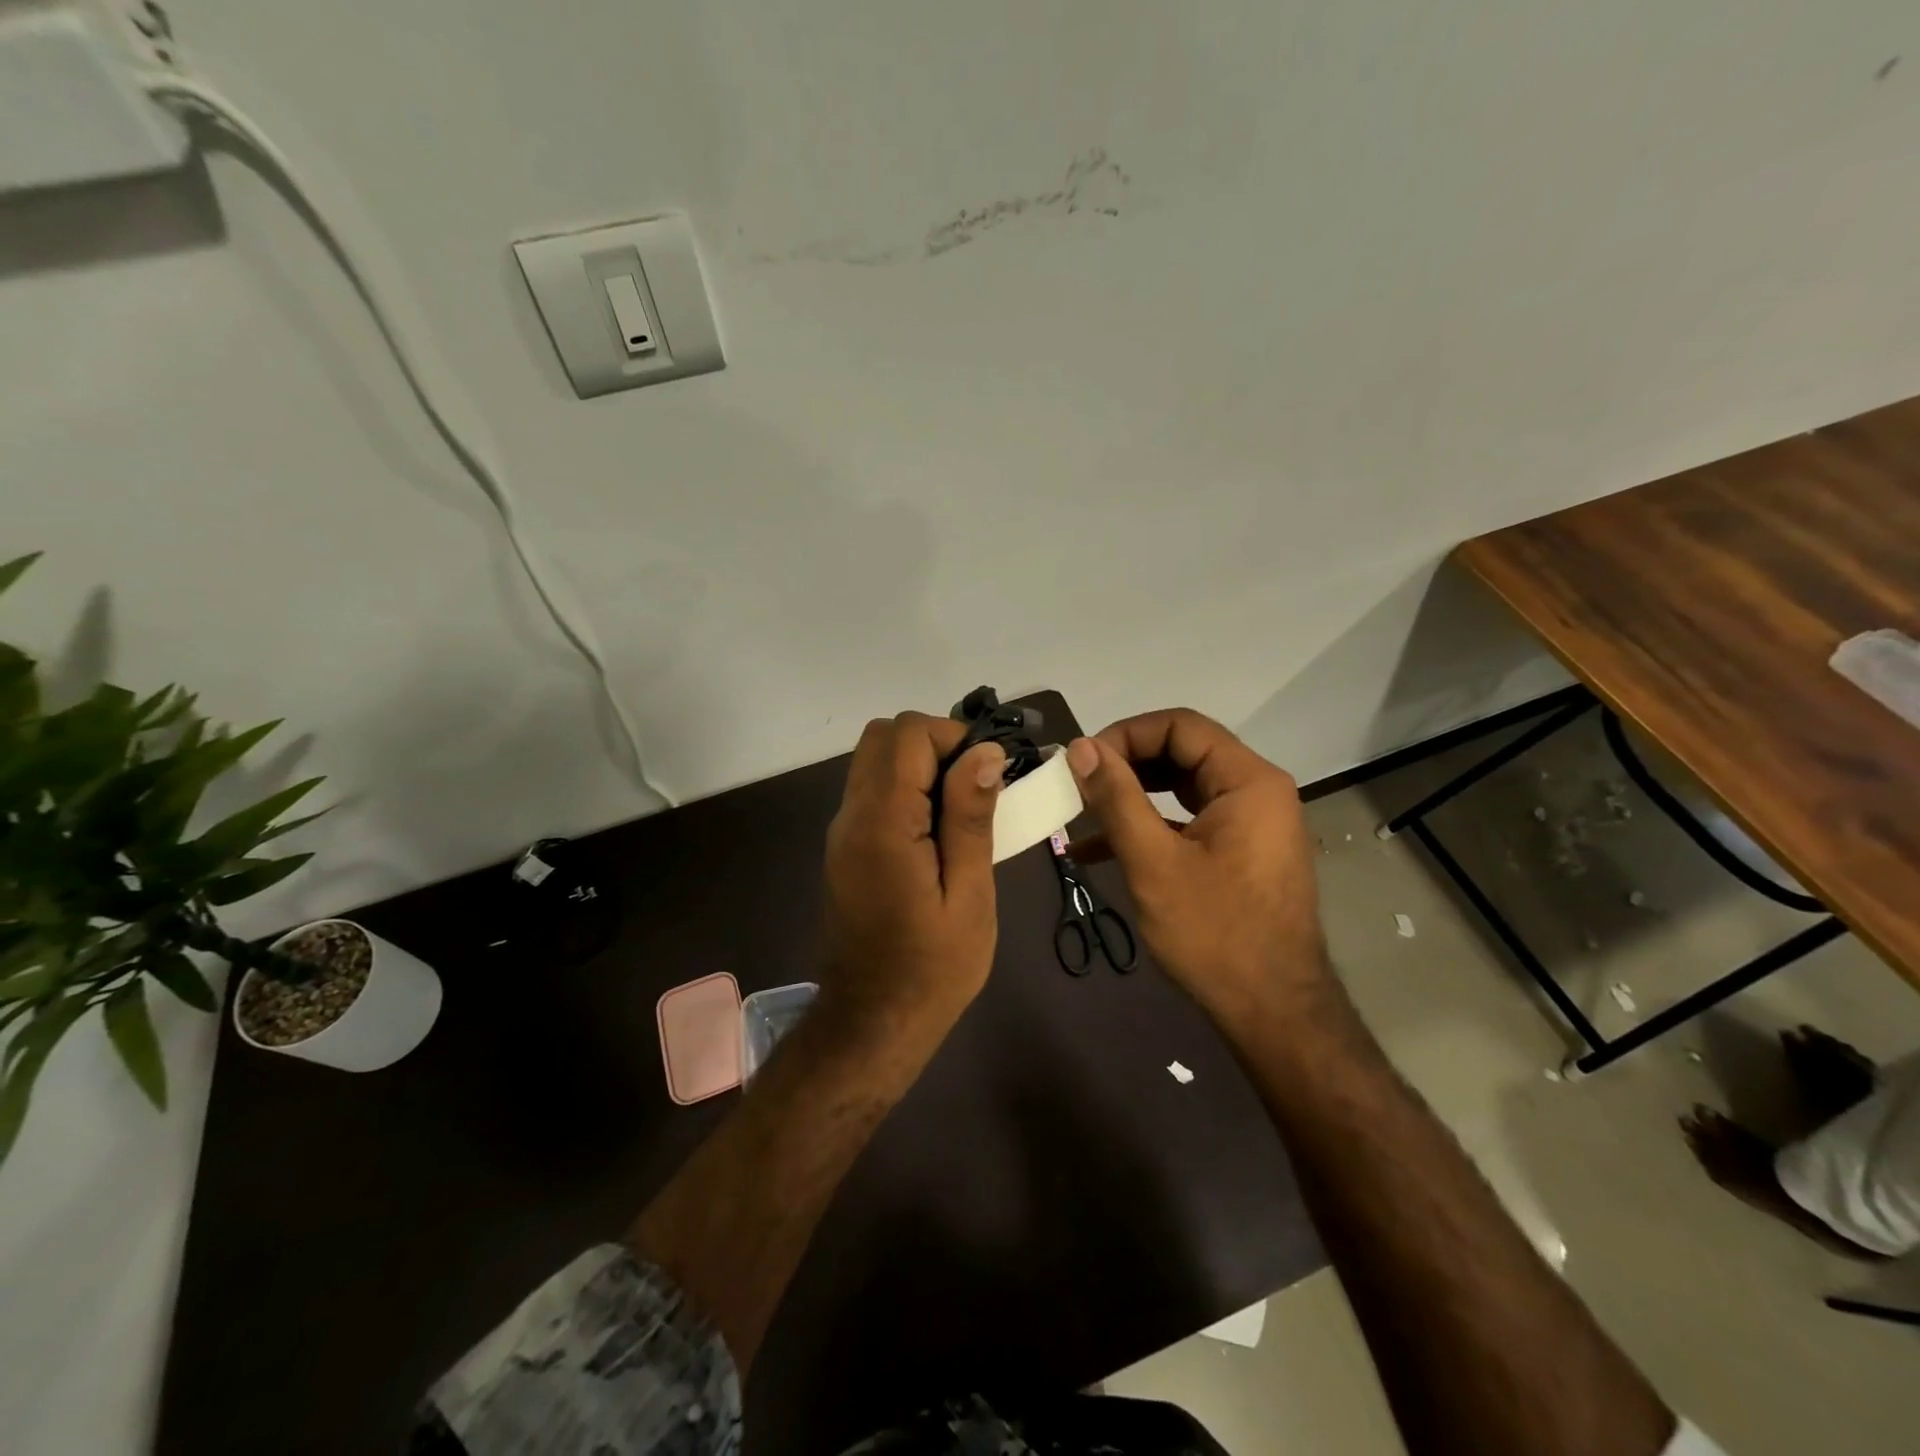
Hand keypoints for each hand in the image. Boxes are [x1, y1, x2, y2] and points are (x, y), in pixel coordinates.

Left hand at [818, 712, 1005, 1040]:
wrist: (873, 1023)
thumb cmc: (932, 968)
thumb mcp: (969, 895)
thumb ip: (970, 818)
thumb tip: (984, 752)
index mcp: (882, 823)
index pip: (907, 734)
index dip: (953, 737)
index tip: (988, 776)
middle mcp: (851, 816)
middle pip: (882, 737)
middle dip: (934, 744)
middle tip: (973, 789)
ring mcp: (842, 832)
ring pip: (875, 761)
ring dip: (920, 766)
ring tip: (961, 814)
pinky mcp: (845, 848)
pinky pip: (873, 791)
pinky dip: (907, 790)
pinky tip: (937, 835)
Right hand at [1066, 709, 1326, 1026]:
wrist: (1274, 1013)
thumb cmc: (1215, 934)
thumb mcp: (1154, 862)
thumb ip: (1116, 798)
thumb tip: (1081, 747)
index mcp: (1248, 781)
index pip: (1180, 726)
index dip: (1125, 735)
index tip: (1082, 763)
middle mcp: (1256, 791)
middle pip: (1181, 752)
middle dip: (1124, 765)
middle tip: (1077, 785)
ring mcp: (1250, 823)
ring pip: (1181, 788)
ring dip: (1131, 796)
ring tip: (1081, 811)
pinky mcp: (1239, 852)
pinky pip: (1188, 822)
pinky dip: (1148, 827)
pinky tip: (1098, 850)